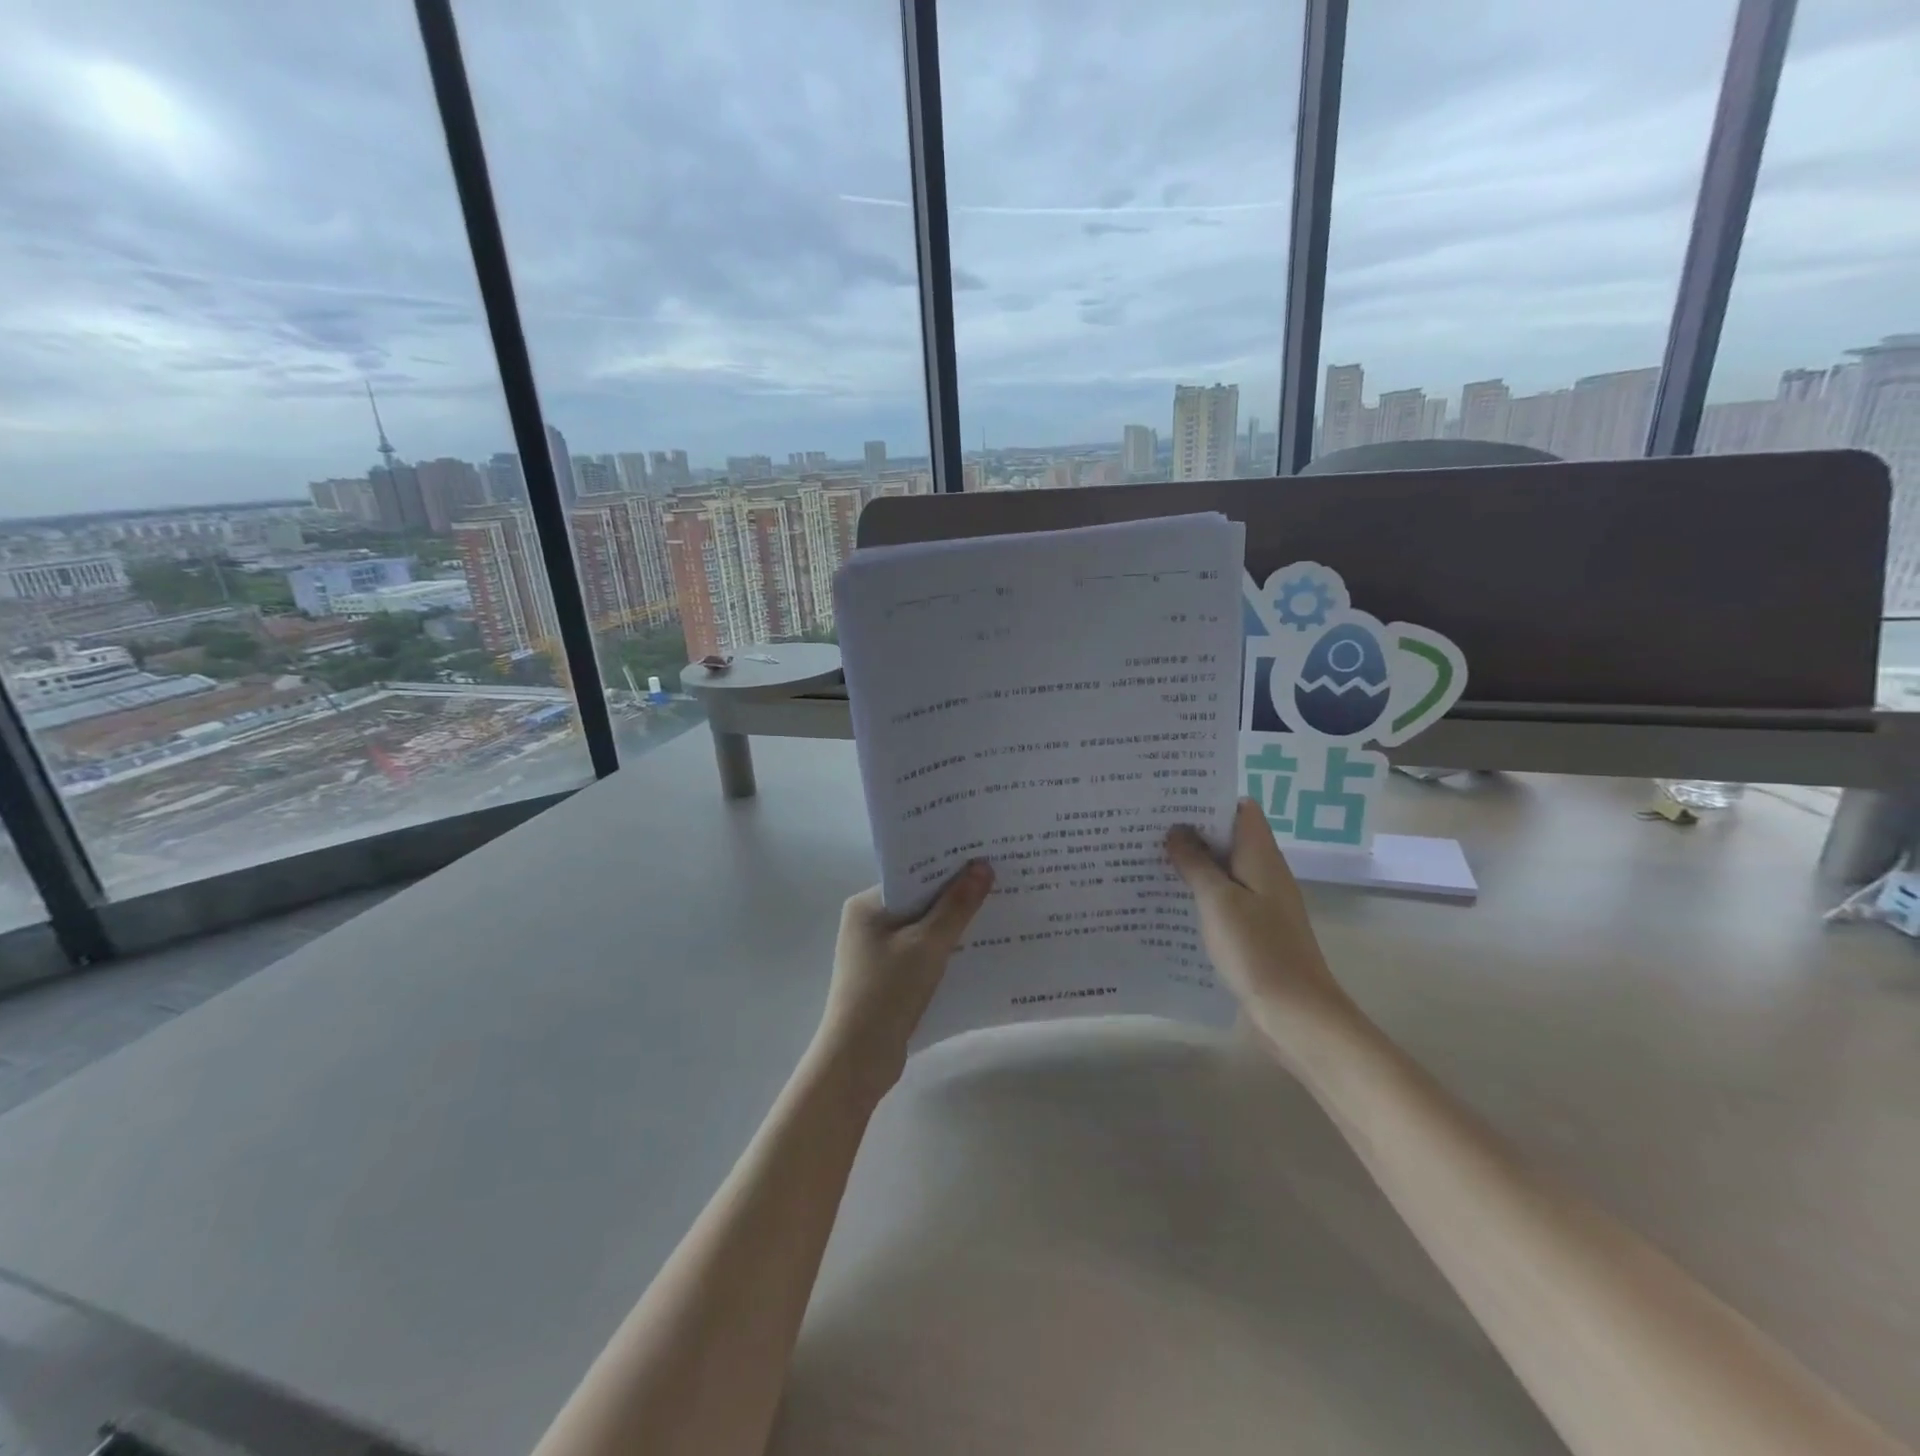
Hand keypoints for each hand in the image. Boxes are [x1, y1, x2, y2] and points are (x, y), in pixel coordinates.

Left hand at [814, 860, 994, 1100]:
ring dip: (953, 924)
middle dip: (956, 894)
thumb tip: (982, 866)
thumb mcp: (927, 945)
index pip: (913, 874)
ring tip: (997, 911)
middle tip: (999, 882)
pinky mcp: (888, 976)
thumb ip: (956, 906)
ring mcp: (877, 951)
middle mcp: (868, 922)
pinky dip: (944, 949)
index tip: (986, 858)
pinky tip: (977, 949)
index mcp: (867, 905)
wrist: (858, 1061)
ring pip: (923, 927)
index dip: (948, 867)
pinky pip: (921, 952)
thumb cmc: (887, 992)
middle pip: (919, 899)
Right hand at [1165, 799, 1357, 1061]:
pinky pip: (1223, 899)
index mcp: (1261, 857)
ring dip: (1192, 863)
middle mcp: (1264, 873)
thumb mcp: (1218, 901)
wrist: (1295, 1014)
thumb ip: (1196, 863)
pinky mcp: (1252, 930)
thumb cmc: (1257, 950)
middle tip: (1147, 826)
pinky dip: (1199, 893)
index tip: (1170, 798)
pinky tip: (1168, 900)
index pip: (1240, 810)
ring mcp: (1260, 903)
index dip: (1208, 799)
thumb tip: (1177, 830)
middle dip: (1192, 830)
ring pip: (1223, 870)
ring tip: (1148, 857)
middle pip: (1228, 838)